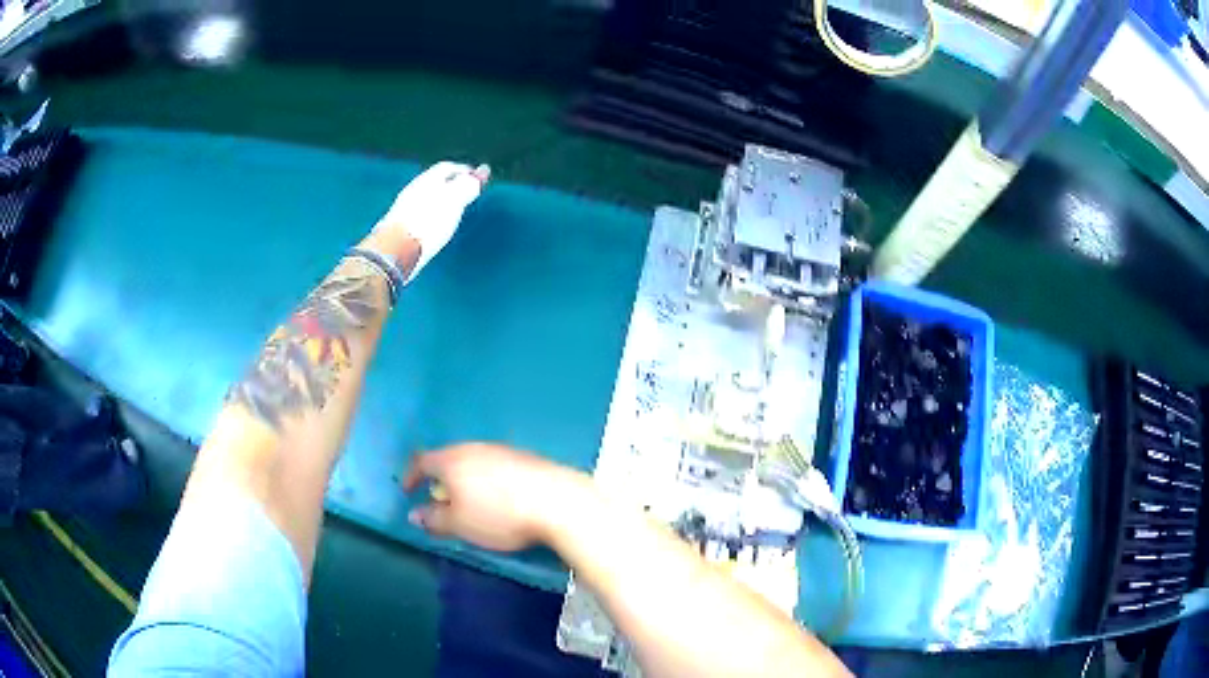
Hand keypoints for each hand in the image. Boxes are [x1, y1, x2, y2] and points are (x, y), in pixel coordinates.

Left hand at [376, 161, 489, 280]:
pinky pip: (419, 212)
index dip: (464, 171)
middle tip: (466, 193)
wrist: (396, 249)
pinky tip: (434, 225)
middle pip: (436, 181)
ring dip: (440, 200)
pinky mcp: (399, 225)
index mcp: (428, 179)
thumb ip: (467, 186)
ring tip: (453, 210)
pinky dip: (431, 213)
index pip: (448, 167)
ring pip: (426, 197)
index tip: (478, 179)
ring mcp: (404, 207)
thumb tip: (478, 175)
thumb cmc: (428, 222)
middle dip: (452, 184)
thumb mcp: (454, 200)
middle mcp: (414, 189)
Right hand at [402, 443, 584, 551]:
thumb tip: (414, 514)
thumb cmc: (500, 515)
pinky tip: (499, 497)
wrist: (558, 502)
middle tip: (440, 501)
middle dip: (440, 479)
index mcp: (452, 460)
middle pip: (448, 458)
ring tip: (469, 501)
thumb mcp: (460, 524)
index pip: (421, 460)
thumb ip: (434, 519)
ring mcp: (502, 450)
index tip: (408, 492)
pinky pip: (495, 466)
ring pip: (473, 461)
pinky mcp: (525, 457)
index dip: (411, 475)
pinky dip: (487, 480)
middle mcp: (474, 448)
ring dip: (465, 479)